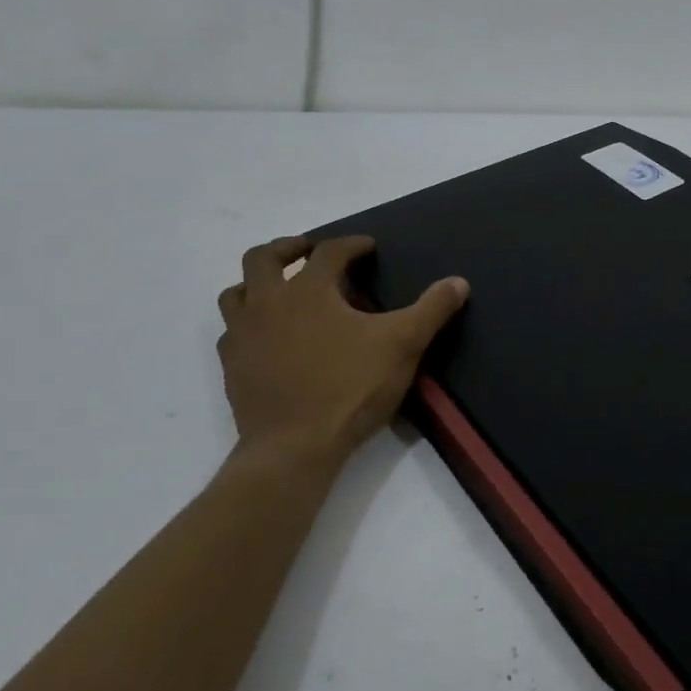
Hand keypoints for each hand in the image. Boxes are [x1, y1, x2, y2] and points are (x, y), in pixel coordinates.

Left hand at [217, 235, 467, 459]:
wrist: (295, 446)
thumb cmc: (351, 388)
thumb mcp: (403, 345)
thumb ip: (431, 309)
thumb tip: (458, 282)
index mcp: (309, 291)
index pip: (329, 252)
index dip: (351, 244)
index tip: (367, 246)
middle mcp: (268, 304)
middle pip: (264, 259)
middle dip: (288, 248)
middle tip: (307, 250)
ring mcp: (244, 336)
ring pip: (235, 293)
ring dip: (256, 283)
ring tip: (278, 289)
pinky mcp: (232, 368)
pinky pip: (231, 334)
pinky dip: (247, 325)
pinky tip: (265, 338)